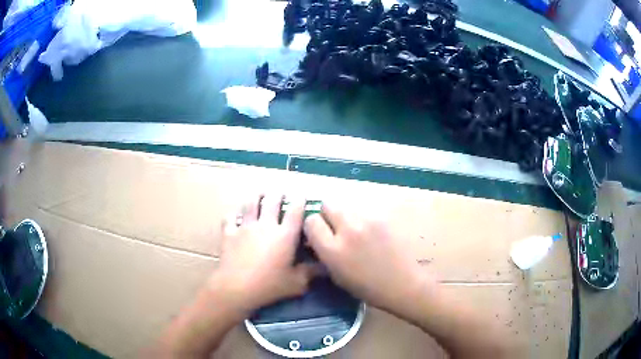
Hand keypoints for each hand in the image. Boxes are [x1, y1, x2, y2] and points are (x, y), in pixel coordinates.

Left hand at [211, 194, 315, 316]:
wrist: (237, 287)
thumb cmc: (269, 285)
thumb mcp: (296, 283)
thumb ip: (311, 272)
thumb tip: (326, 266)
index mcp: (284, 235)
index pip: (295, 212)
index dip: (300, 201)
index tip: (302, 195)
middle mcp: (265, 225)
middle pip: (272, 201)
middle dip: (278, 194)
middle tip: (281, 192)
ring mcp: (245, 227)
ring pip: (251, 204)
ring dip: (256, 197)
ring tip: (260, 194)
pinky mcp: (229, 233)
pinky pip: (231, 218)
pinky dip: (234, 215)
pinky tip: (236, 216)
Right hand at [303, 202, 430, 315]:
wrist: (401, 283)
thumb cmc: (366, 287)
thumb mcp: (336, 275)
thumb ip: (323, 252)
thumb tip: (315, 238)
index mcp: (333, 249)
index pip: (311, 221)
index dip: (312, 225)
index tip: (317, 232)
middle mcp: (348, 230)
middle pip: (327, 204)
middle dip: (326, 214)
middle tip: (333, 227)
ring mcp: (367, 220)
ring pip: (346, 205)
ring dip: (344, 215)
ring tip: (353, 229)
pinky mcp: (382, 217)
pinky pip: (363, 210)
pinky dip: (360, 218)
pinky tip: (368, 231)